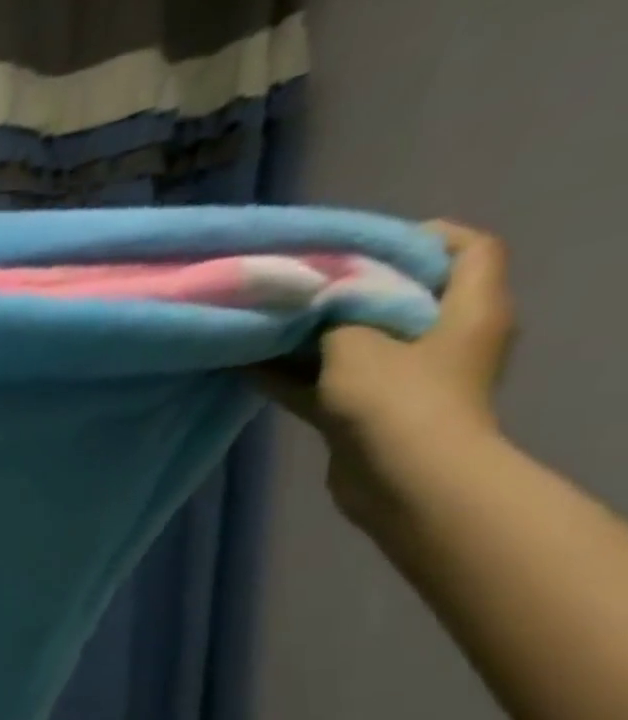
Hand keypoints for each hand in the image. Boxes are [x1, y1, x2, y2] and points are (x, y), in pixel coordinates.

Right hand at [266, 222, 516, 527]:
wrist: (403, 481)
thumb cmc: (395, 400)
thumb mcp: (357, 344)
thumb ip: (334, 315)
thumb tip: (313, 298)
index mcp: (469, 309)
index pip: (467, 249)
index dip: (420, 237)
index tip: (359, 246)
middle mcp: (446, 339)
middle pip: (400, 298)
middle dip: (349, 291)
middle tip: (300, 284)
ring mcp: (407, 380)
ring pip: (355, 345)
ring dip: (311, 338)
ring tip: (264, 324)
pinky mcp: (370, 413)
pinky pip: (329, 382)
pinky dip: (295, 374)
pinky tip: (250, 366)